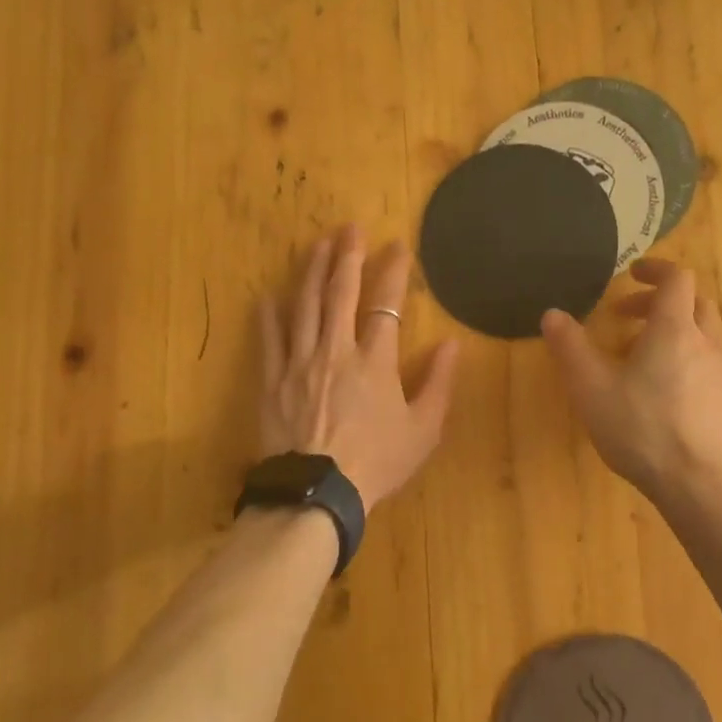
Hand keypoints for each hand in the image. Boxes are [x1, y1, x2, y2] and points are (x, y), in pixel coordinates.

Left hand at [257, 225, 459, 510]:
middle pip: (341, 292)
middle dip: (348, 256)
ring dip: (313, 271)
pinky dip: (269, 315)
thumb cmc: (376, 463)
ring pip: (305, 305)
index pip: (386, 304)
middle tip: (350, 227)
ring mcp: (300, 362)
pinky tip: (268, 295)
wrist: (317, 494)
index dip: (393, 271)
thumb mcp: (423, 430)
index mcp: (375, 361)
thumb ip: (439, 383)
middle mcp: (336, 350)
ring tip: (318, 244)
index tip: (398, 246)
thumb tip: (452, 343)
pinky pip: (269, 339)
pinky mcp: (272, 380)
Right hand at [541, 259, 721, 507]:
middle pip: (694, 303)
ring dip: (678, 335)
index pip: (677, 278)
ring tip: (645, 365)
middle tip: (628, 322)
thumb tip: (552, 314)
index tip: (633, 275)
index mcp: (675, 329)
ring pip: (708, 335)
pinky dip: (695, 363)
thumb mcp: (591, 390)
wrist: (704, 488)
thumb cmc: (642, 430)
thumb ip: (570, 348)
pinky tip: (675, 398)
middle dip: (660, 304)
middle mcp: (711, 341)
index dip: (656, 270)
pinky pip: (718, 366)